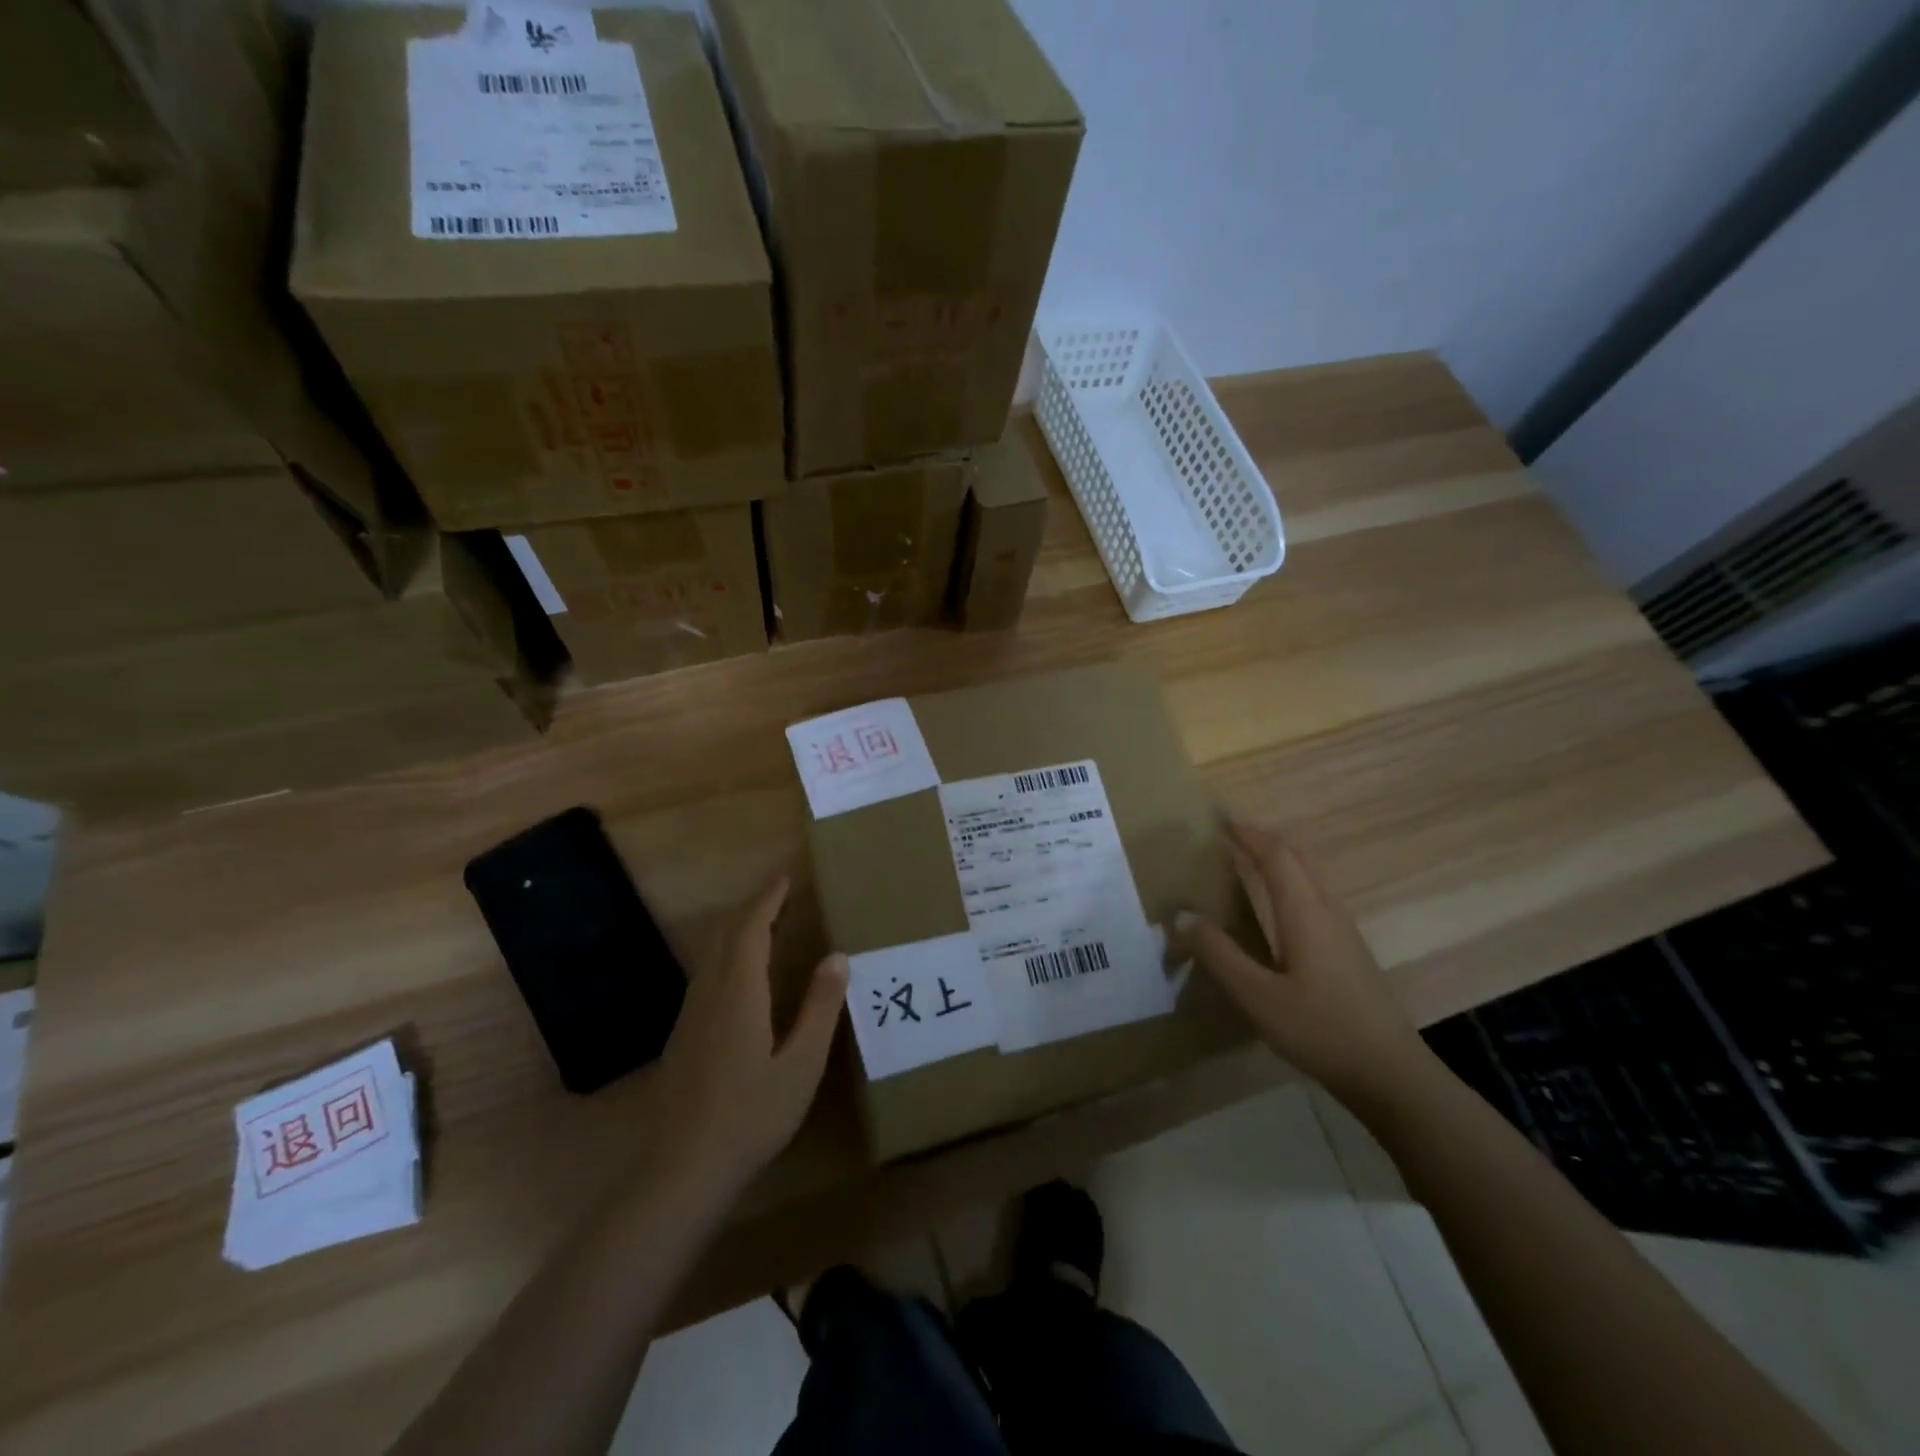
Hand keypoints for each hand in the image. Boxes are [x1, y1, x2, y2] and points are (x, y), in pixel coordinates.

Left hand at [651, 877, 846, 1201]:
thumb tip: (838, 957)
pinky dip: (727, 953)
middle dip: (752, 908)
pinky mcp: (683, 1034)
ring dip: (737, 929)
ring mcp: (690, 1014)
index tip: (785, 877)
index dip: (768, 899)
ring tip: (766, 923)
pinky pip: (706, 973)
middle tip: (780, 894)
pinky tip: (741, 973)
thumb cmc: (751, 1115)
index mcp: (739, 992)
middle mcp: (709, 993)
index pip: (751, 928)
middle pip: (726, 934)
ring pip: (711, 953)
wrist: (684, 1168)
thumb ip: (820, 1008)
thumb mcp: (801, 1065)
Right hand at [1181, 821, 1428, 1109]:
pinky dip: (1289, 884)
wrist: (1392, 1075)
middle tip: (1229, 835)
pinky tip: (1276, 909)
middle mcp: (1328, 912)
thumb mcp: (1257, 996)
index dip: (1249, 834)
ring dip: (1279, 862)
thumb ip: (1218, 954)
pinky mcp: (1349, 952)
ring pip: (1309, 879)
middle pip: (1297, 860)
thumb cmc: (1320, 1030)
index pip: (1276, 856)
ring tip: (1246, 862)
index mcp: (1305, 913)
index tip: (1220, 820)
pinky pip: (1314, 898)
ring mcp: (1344, 932)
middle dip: (1263, 841)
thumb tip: (1183, 915)